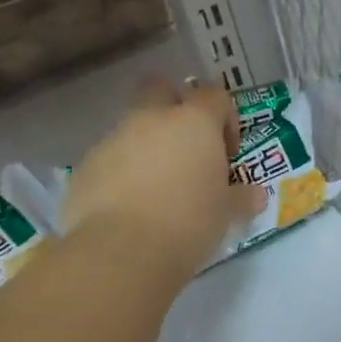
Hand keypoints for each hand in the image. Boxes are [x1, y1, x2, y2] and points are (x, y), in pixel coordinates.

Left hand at [61, 81, 263, 284]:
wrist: (121, 251)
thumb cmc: (189, 223)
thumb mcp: (226, 213)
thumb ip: (242, 198)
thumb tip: (255, 195)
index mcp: (194, 122)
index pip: (215, 96)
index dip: (225, 119)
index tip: (228, 154)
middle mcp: (152, 119)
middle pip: (161, 90)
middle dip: (174, 109)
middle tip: (186, 149)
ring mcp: (113, 140)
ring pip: (132, 128)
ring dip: (146, 147)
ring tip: (157, 189)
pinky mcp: (85, 167)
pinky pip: (109, 160)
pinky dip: (120, 174)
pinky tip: (129, 208)